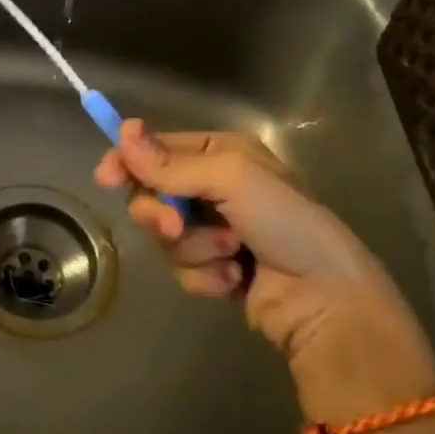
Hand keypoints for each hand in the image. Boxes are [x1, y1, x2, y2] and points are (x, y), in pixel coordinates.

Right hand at [96, 121, 434, 420]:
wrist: (327, 301)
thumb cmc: (286, 224)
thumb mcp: (231, 179)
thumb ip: (172, 163)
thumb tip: (122, 132)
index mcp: (223, 154)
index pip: (159, 148)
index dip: (130, 161)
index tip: (107, 178)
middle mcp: (217, 188)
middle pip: (153, 194)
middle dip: (161, 215)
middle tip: (175, 228)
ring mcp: (216, 230)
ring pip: (165, 236)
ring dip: (193, 249)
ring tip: (230, 256)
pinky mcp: (216, 270)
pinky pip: (183, 268)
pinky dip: (205, 276)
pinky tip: (235, 281)